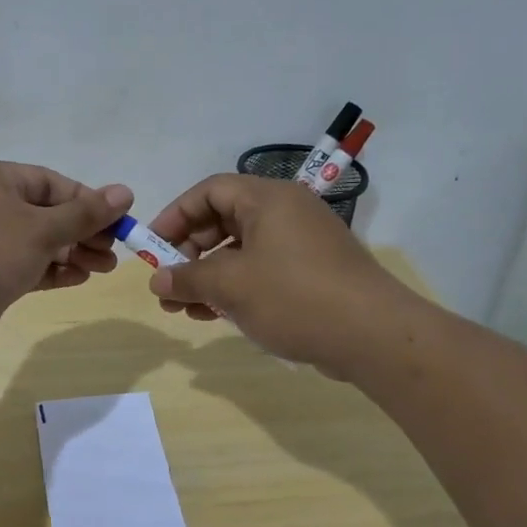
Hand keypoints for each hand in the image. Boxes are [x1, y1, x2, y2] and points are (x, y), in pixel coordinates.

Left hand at [0, 159, 132, 351]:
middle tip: (113, 252)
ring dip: (72, 253)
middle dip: (83, 232)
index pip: (52, 183)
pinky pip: (26, 267)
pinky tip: (78, 279)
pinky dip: (52, 271)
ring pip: (38, 243)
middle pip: (46, 214)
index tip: (119, 222)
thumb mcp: (41, 228)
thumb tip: (125, 192)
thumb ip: (85, 214)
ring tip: (104, 268)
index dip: (88, 201)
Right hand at [145, 174, 409, 375]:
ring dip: (208, 276)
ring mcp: (302, 243)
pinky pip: (262, 270)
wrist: (374, 336)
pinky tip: (215, 315)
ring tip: (185, 309)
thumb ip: (188, 279)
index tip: (152, 248)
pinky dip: (235, 287)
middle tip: (169, 284)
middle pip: (224, 220)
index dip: (175, 216)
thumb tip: (157, 282)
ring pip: (241, 250)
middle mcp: (286, 212)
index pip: (209, 191)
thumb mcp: (231, 286)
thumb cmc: (294, 297)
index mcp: (268, 199)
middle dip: (189, 253)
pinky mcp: (312, 272)